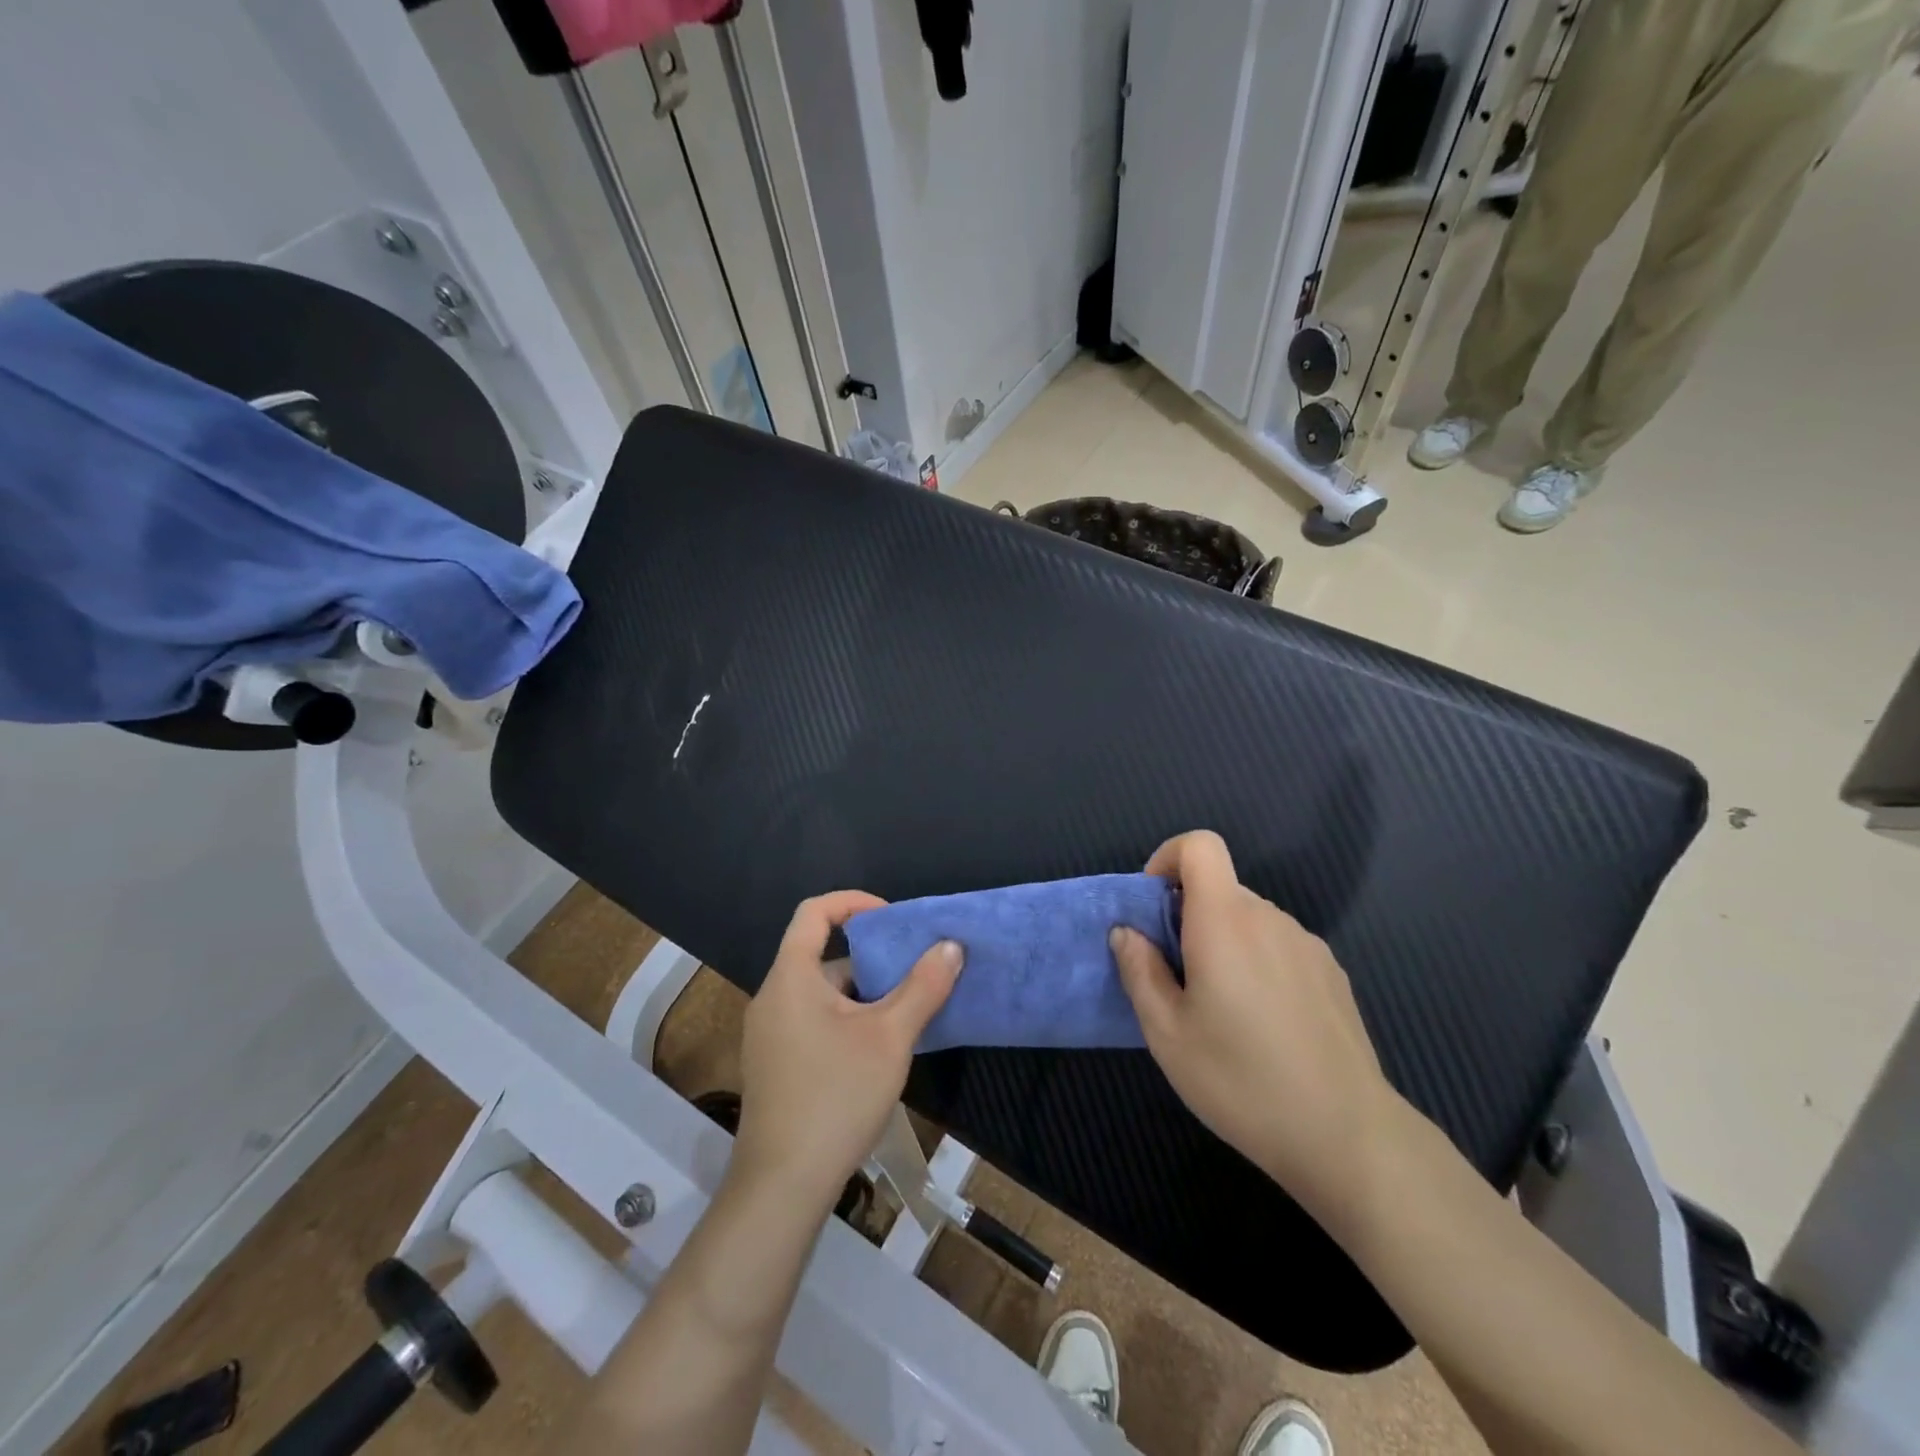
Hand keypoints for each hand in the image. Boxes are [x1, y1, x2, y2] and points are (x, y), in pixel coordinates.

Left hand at [733, 892, 962, 1210]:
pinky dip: (846, 1020)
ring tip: (906, 1015)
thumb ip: (923, 987)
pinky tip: (878, 1052)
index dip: (853, 901)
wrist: (782, 1187)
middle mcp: (773, 998)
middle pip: (821, 956)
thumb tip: (951, 946)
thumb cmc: (836, 1097)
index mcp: (791, 977)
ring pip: (821, 994)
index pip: (814, 912)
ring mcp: (769, 1035)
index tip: (892, 918)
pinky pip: (813, 1022)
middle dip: (871, 959)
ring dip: (863, 995)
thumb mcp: (891, 1037)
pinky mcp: (774, 1066)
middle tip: (913, 974)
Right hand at [1110, 831, 1401, 1228]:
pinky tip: (1264, 1024)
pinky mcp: (1331, 973)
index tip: (1154, 910)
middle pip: (1219, 888)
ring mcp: (1307, 945)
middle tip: (1177, 980)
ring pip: (1248, 920)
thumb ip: (1139, 971)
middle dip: (1187, 917)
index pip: (1200, 845)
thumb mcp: (1167, 1033)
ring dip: (1222, 942)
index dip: (1168, 859)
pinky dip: (1256, 961)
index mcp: (1225, 921)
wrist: (1347, 1136)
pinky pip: (1278, 946)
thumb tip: (1126, 932)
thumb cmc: (1242, 1080)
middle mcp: (1269, 918)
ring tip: (1220, 1010)